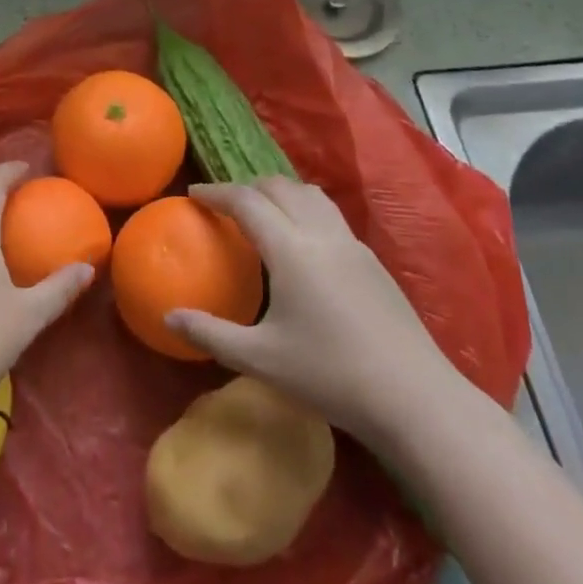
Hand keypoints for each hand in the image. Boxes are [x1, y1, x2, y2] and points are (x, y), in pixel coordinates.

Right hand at [166, 177, 476, 454]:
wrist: (414, 397)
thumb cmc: (330, 375)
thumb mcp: (260, 358)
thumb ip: (210, 333)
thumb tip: (168, 317)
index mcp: (291, 248)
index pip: (246, 201)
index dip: (216, 192)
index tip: (193, 193)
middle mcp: (321, 233)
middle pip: (279, 186)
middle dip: (246, 187)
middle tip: (224, 204)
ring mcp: (352, 244)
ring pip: (310, 194)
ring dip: (279, 193)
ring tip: (262, 214)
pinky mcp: (372, 260)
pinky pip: (329, 214)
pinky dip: (304, 209)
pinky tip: (301, 244)